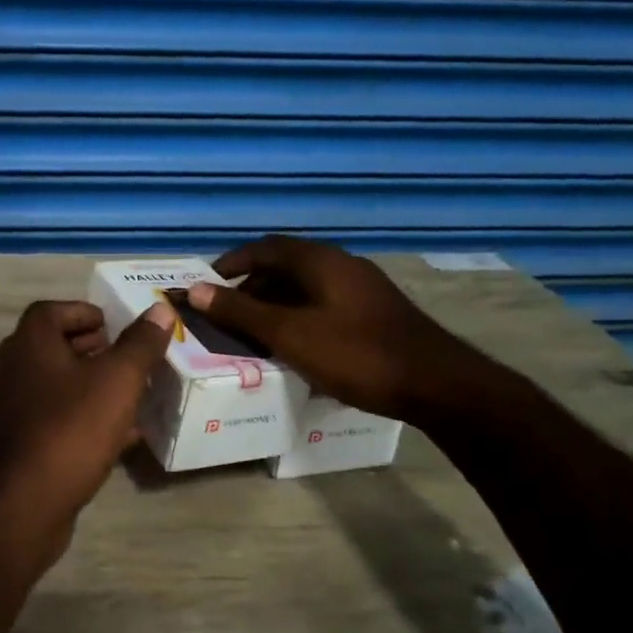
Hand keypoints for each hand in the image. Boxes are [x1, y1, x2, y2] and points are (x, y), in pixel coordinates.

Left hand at [0, 299, 174, 541]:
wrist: (27, 502)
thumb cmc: (73, 427)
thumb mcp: (119, 380)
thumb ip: (140, 343)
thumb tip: (160, 311)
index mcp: (29, 343)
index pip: (51, 311)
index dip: (84, 312)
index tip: (114, 325)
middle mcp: (11, 368)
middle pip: (52, 346)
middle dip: (90, 348)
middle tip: (125, 357)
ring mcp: (9, 407)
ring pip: (54, 384)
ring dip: (88, 384)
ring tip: (127, 393)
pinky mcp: (16, 442)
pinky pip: (53, 418)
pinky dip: (82, 417)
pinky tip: (117, 436)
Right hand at [185, 236, 466, 420]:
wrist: (438, 385)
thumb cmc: (357, 354)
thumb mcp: (290, 334)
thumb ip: (241, 312)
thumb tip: (194, 290)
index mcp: (321, 261)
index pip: (265, 247)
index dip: (231, 262)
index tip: (206, 284)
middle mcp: (342, 265)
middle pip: (286, 266)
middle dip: (251, 288)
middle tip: (227, 315)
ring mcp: (363, 289)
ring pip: (306, 288)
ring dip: (276, 305)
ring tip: (255, 334)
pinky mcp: (376, 314)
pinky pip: (324, 306)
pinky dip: (300, 318)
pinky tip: (296, 347)